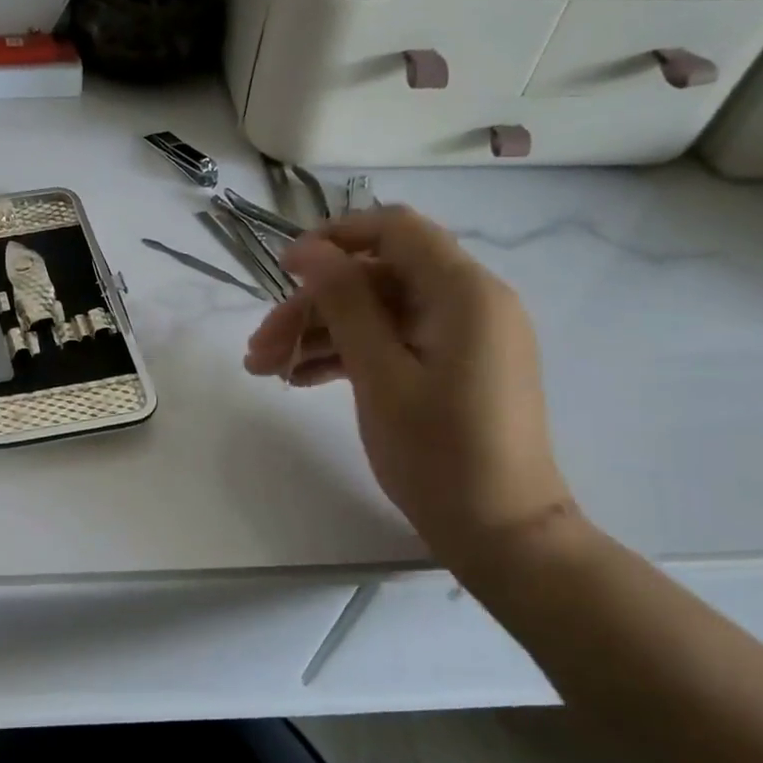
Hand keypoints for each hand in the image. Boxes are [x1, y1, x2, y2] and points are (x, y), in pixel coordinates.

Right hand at [244, 206, 575, 555]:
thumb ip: (343, 301)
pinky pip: (392, 340)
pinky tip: (301, 380)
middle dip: (312, 306)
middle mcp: (469, 301)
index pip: (394, 229)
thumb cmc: (439, 452)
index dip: (334, 238)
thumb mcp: (379, 373)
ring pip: (377, 311)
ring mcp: (462, 335)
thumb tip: (306, 248)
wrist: (502, 533)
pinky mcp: (453, 365)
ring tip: (267, 371)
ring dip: (319, 334)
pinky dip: (347, 354)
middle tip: (259, 347)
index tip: (282, 270)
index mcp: (463, 292)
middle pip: (375, 277)